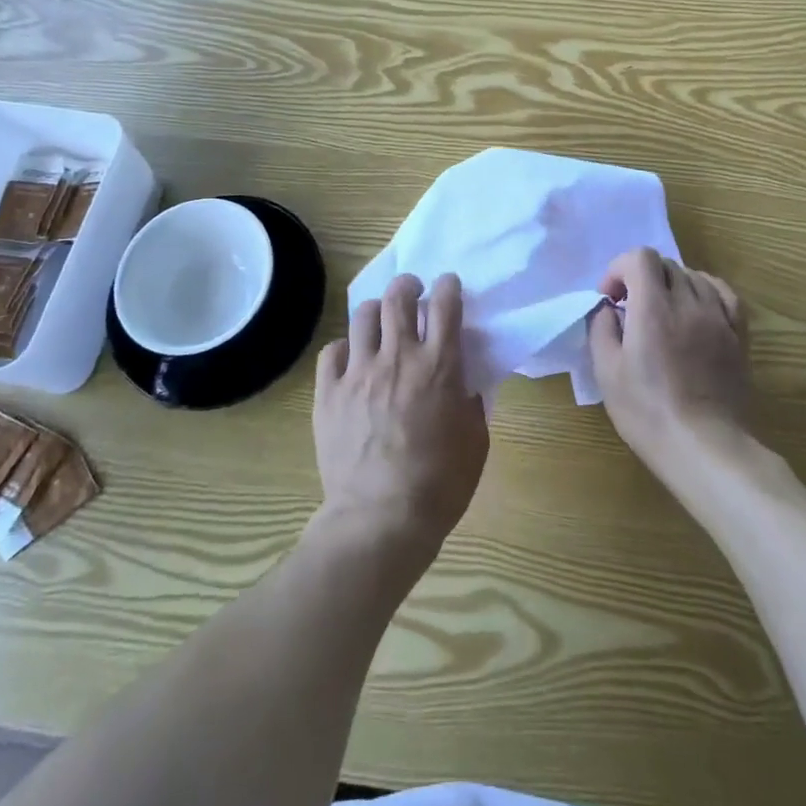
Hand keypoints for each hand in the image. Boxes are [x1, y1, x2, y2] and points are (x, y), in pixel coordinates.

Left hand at [313, 273, 488, 570]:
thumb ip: (471, 400)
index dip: (449, 286)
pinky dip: (345, 349)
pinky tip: (351, 361)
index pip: (445, 305)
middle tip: (412, 290)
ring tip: (380, 321)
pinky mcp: (328, 392)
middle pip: (399, 297)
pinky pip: (332, 351)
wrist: (381, 520)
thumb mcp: (476, 440)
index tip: (448, 285)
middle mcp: (398, 358)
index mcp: (439, 367)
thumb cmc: (440, 484)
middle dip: (408, 284)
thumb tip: (464, 379)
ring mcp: (358, 373)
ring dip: (376, 311)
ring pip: (363, 316)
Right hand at [587, 248, 751, 481]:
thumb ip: (601, 329)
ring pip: (693, 276)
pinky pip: (723, 293)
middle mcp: (688, 303)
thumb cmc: (648, 412)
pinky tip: (695, 307)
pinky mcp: (738, 335)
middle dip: (642, 277)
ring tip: (662, 312)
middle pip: (665, 264)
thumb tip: (608, 309)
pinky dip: (704, 290)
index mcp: (652, 309)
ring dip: (671, 284)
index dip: (619, 269)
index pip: (640, 258)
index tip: (611, 298)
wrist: (706, 447)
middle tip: (631, 308)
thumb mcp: (607, 373)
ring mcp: (718, 318)